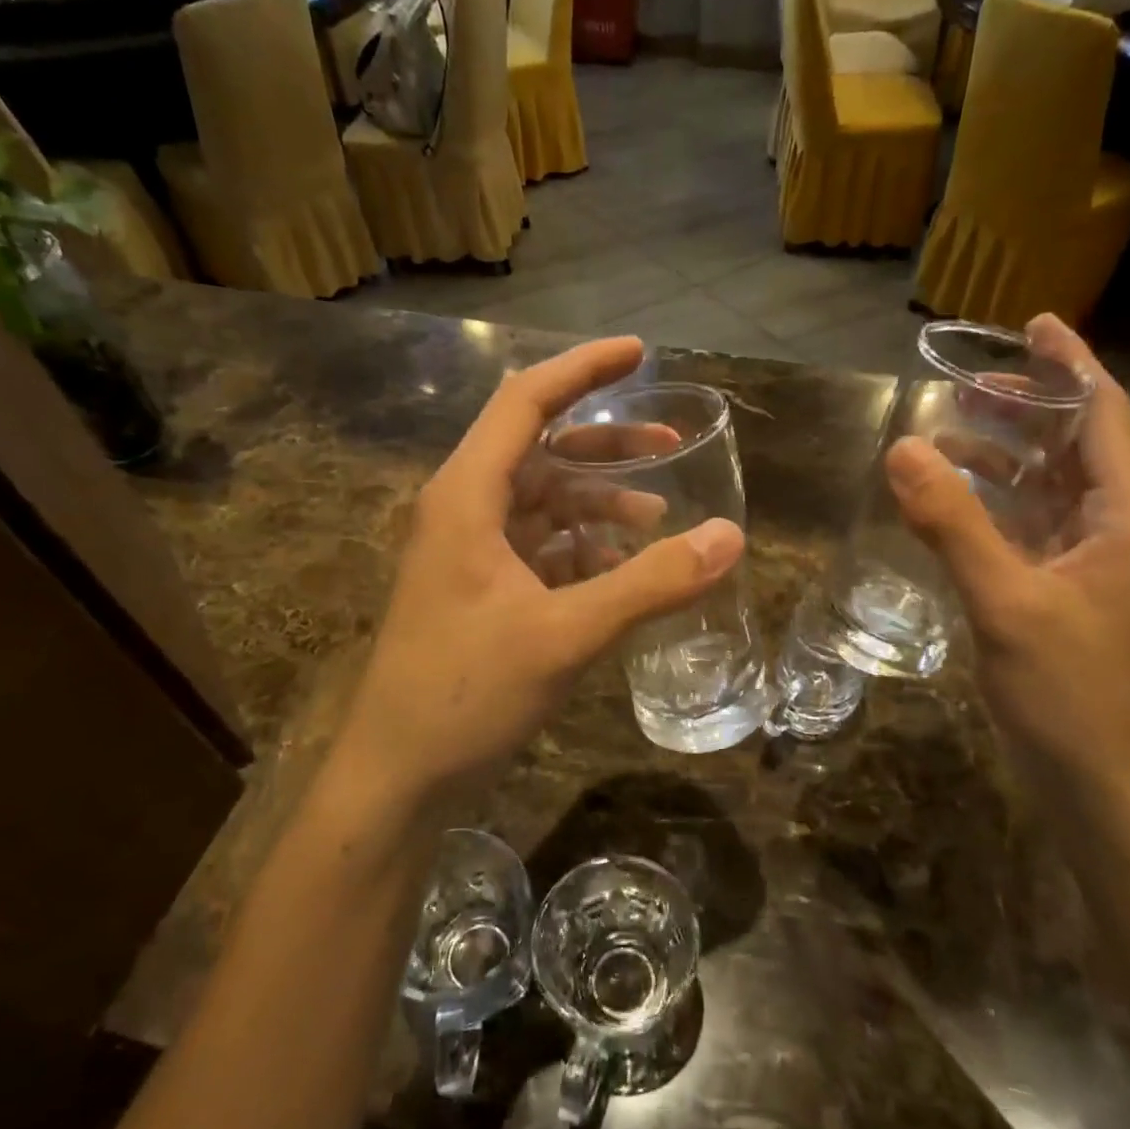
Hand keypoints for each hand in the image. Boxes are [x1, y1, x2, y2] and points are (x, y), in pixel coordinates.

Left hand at [338, 338, 743, 804]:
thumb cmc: (465, 693)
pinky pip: (539, 550)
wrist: (398, 775)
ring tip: (657, 518)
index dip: (583, 370)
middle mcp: (464, 512)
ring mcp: (470, 555)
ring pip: (543, 504)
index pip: (525, 402)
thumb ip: (649, 583)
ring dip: (598, 503)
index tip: (640, 353)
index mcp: (467, 497)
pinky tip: (621, 571)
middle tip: (671, 444)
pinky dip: (583, 549)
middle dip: (606, 445)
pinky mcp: (481, 593)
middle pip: (540, 450)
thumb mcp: (565, 634)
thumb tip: (731, 538)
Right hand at [886, 315, 1129, 790]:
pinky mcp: (1062, 591)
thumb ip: (953, 524)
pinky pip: (1027, 527)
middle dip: (1027, 407)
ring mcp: (1089, 562)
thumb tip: (902, 448)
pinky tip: (949, 502)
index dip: (1069, 365)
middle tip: (969, 380)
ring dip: (1003, 457)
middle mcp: (1116, 527)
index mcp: (1126, 515)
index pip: (1103, 416)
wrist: (1098, 779)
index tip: (1033, 324)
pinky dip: (991, 505)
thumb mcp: (1006, 601)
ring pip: (1047, 487)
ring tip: (947, 433)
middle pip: (1074, 445)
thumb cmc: (1069, 690)